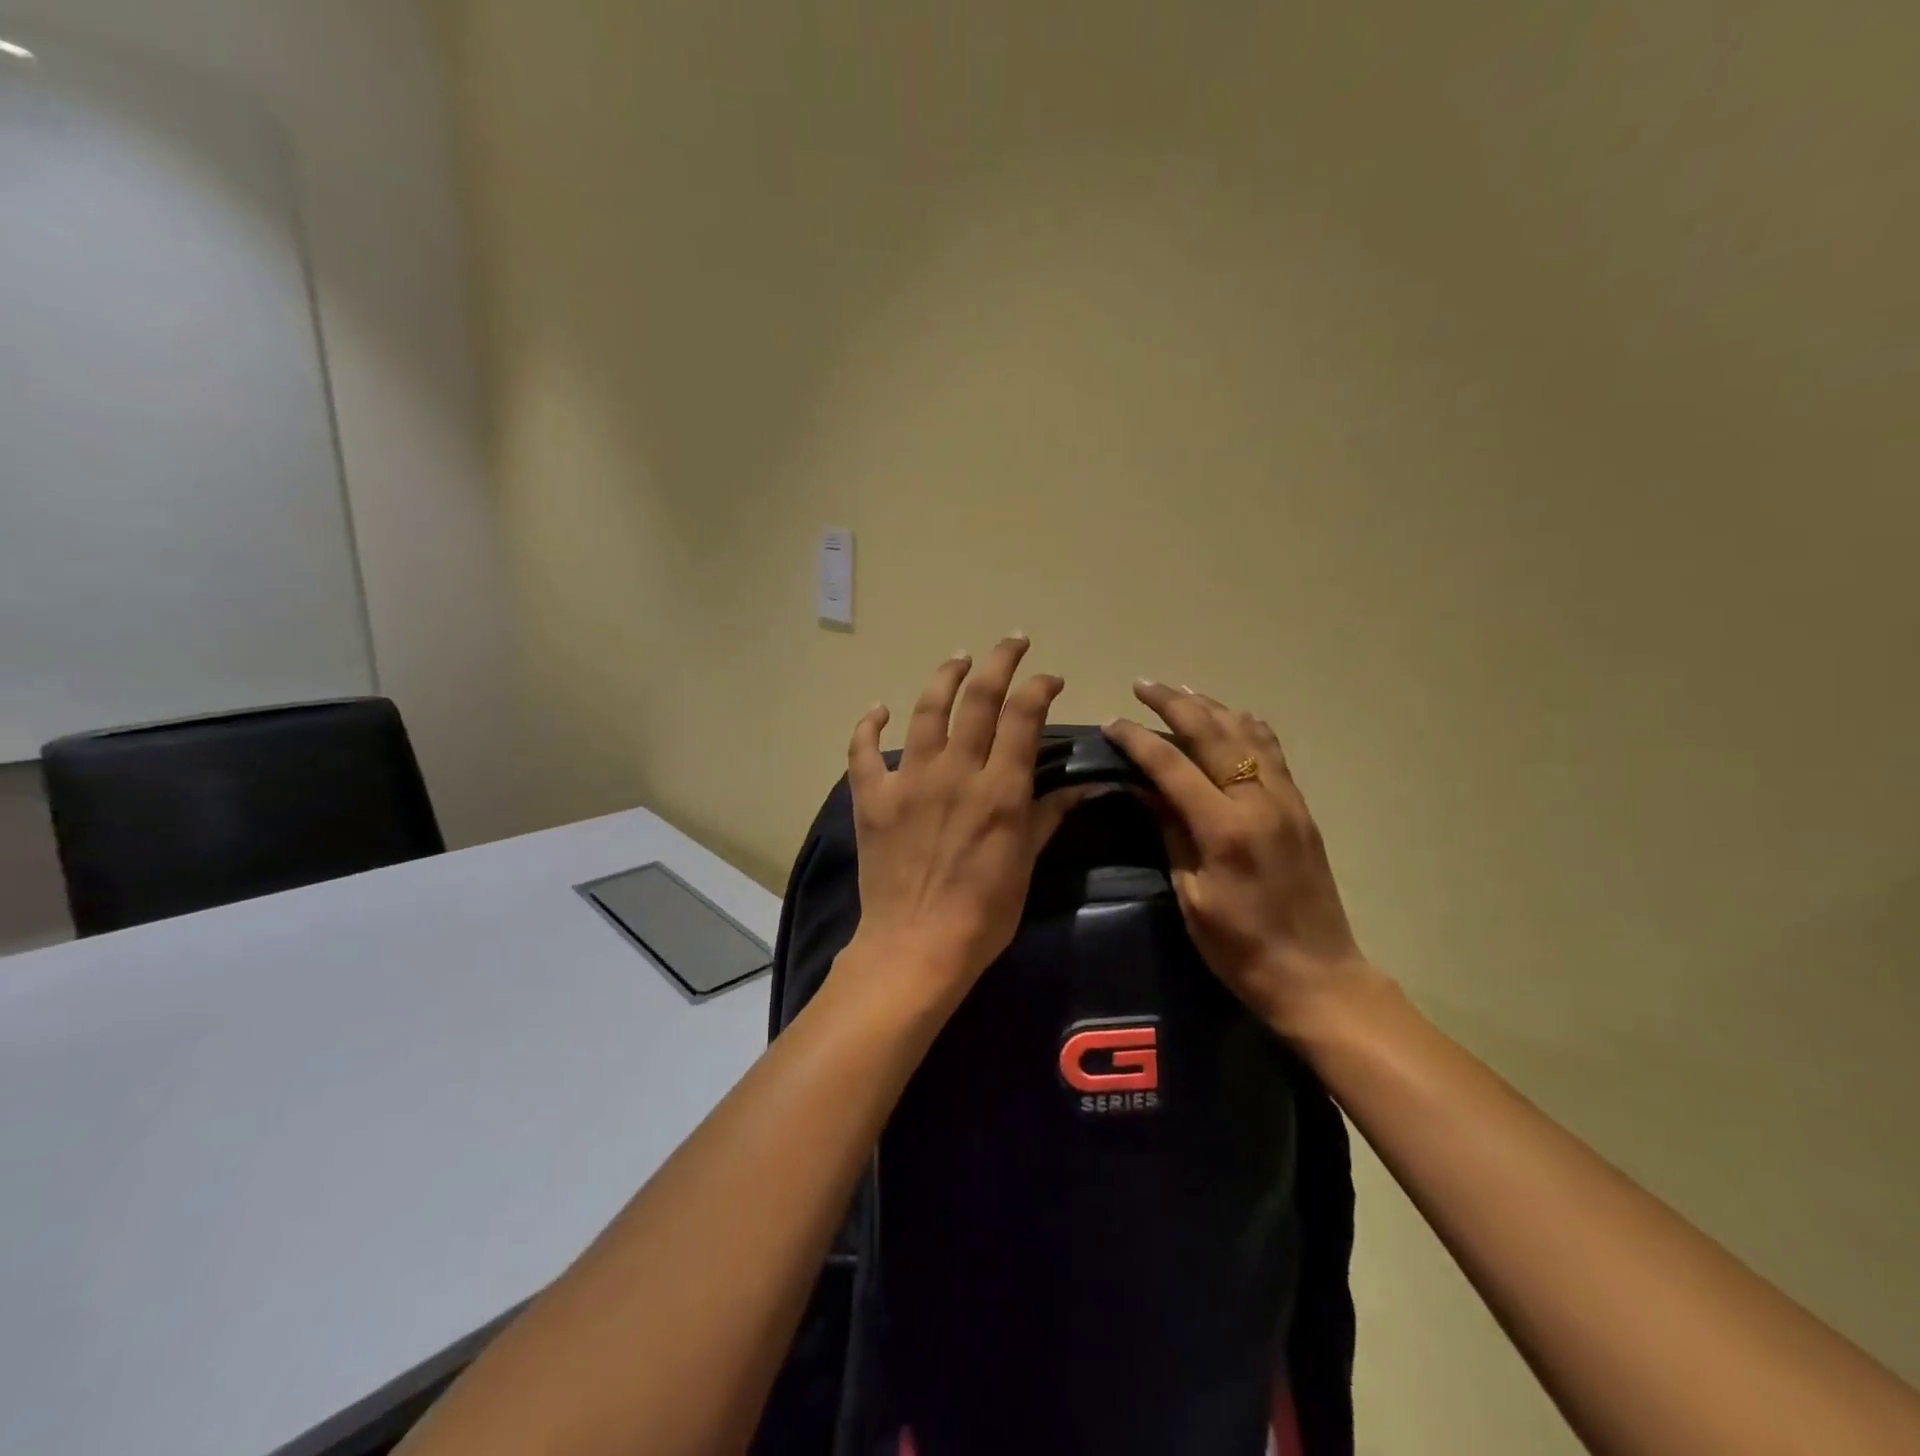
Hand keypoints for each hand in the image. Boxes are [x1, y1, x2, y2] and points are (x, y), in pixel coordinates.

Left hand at [839, 637, 1089, 1009]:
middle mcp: (955, 772)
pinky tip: (879, 709)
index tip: (1049, 678)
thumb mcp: (1026, 864)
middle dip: (999, 660)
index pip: (1023, 715)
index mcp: (999, 789)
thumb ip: (1048, 815)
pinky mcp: (872, 798)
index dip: (1039, 686)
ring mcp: (909, 781)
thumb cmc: (983, 913)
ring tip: (959, 660)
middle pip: (978, 698)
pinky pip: (863, 751)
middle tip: (1010, 642)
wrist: (915, 947)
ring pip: (926, 710)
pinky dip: (869, 725)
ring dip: (945, 677)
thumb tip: (1086, 786)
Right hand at [1104, 682, 1377, 1038]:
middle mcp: (1259, 802)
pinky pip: (1274, 753)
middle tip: (1143, 685)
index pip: (1172, 765)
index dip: (1138, 740)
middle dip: (1173, 704)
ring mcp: (1287, 801)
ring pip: (1246, 734)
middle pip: (1212, 734)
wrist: (1317, 974)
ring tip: (1181, 690)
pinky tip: (1235, 716)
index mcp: (1225, 829)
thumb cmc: (1240, 948)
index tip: (1111, 724)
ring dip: (1211, 707)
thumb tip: (1145, 790)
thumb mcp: (1191, 895)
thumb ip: (1170, 833)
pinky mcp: (1301, 809)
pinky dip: (1249, 727)